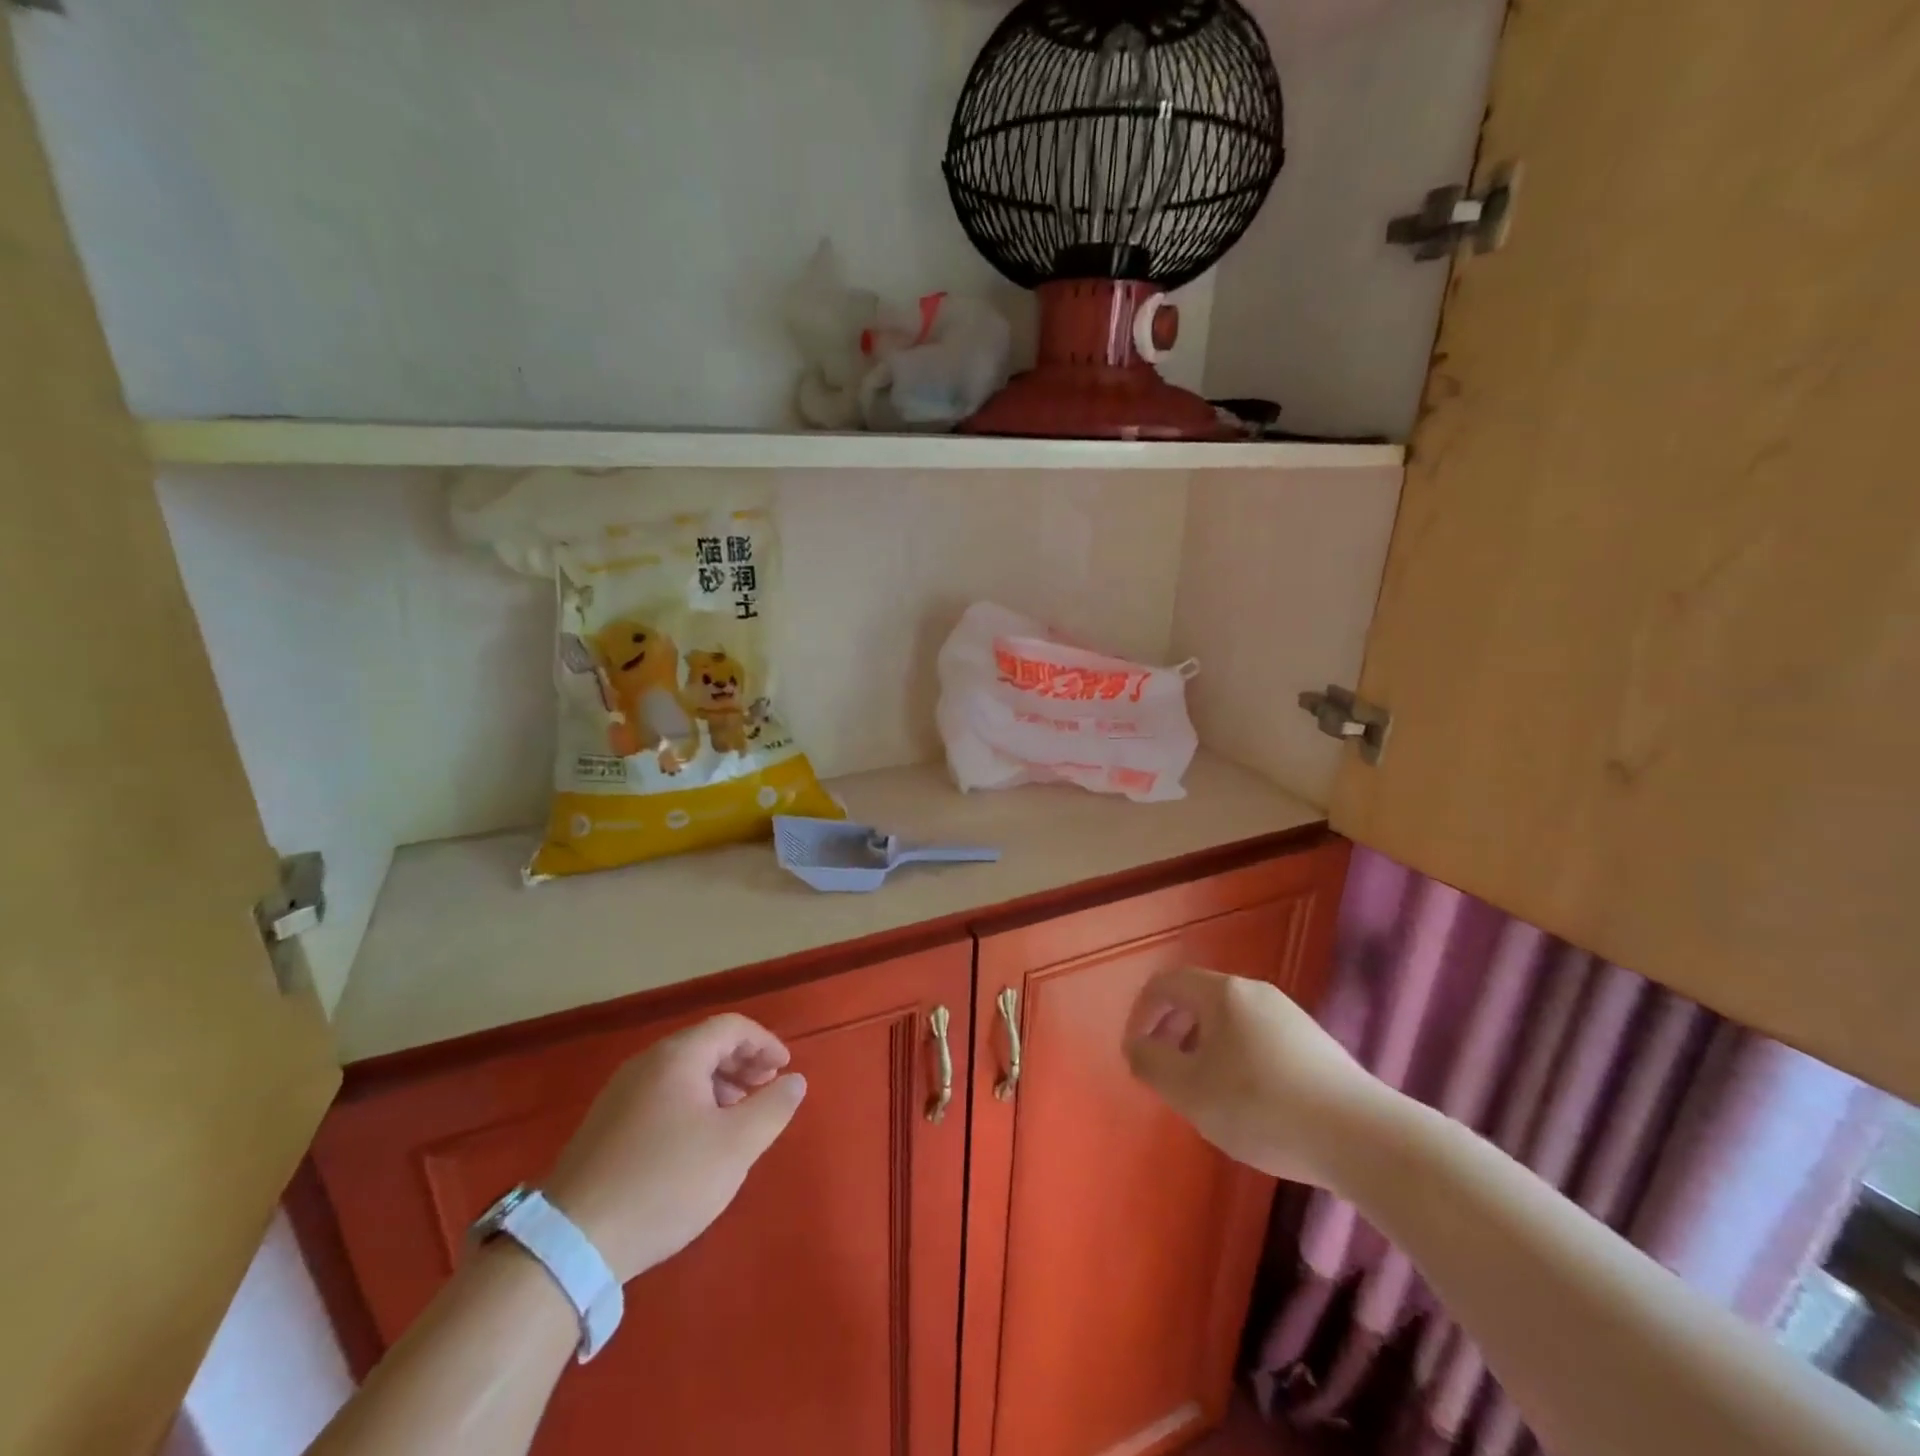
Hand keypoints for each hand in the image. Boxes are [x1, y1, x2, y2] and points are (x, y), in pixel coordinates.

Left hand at [544, 1013, 806, 1281]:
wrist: (572, 1242)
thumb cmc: (666, 1182)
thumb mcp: (735, 1146)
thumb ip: (772, 1107)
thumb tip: (795, 1080)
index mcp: (677, 1057)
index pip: (731, 1027)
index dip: (765, 1043)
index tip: (785, 1070)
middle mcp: (646, 1064)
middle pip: (705, 1045)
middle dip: (743, 1063)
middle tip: (766, 1091)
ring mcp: (620, 1094)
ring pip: (682, 1072)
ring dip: (719, 1084)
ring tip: (738, 1117)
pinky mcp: (605, 1126)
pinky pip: (661, 1095)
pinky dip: (692, 1102)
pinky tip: (698, 1141)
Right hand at [1122, 968, 1383, 1188]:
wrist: (1362, 1137)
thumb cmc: (1262, 1106)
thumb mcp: (1191, 1091)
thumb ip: (1152, 1063)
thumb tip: (1136, 1045)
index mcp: (1222, 993)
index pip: (1166, 983)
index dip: (1142, 1013)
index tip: (1137, 1053)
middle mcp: (1255, 992)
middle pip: (1198, 999)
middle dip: (1173, 1032)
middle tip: (1166, 1074)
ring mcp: (1289, 1016)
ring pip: (1229, 1022)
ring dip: (1204, 1049)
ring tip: (1205, 1094)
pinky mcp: (1314, 1044)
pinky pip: (1258, 1039)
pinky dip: (1237, 1060)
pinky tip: (1250, 1104)